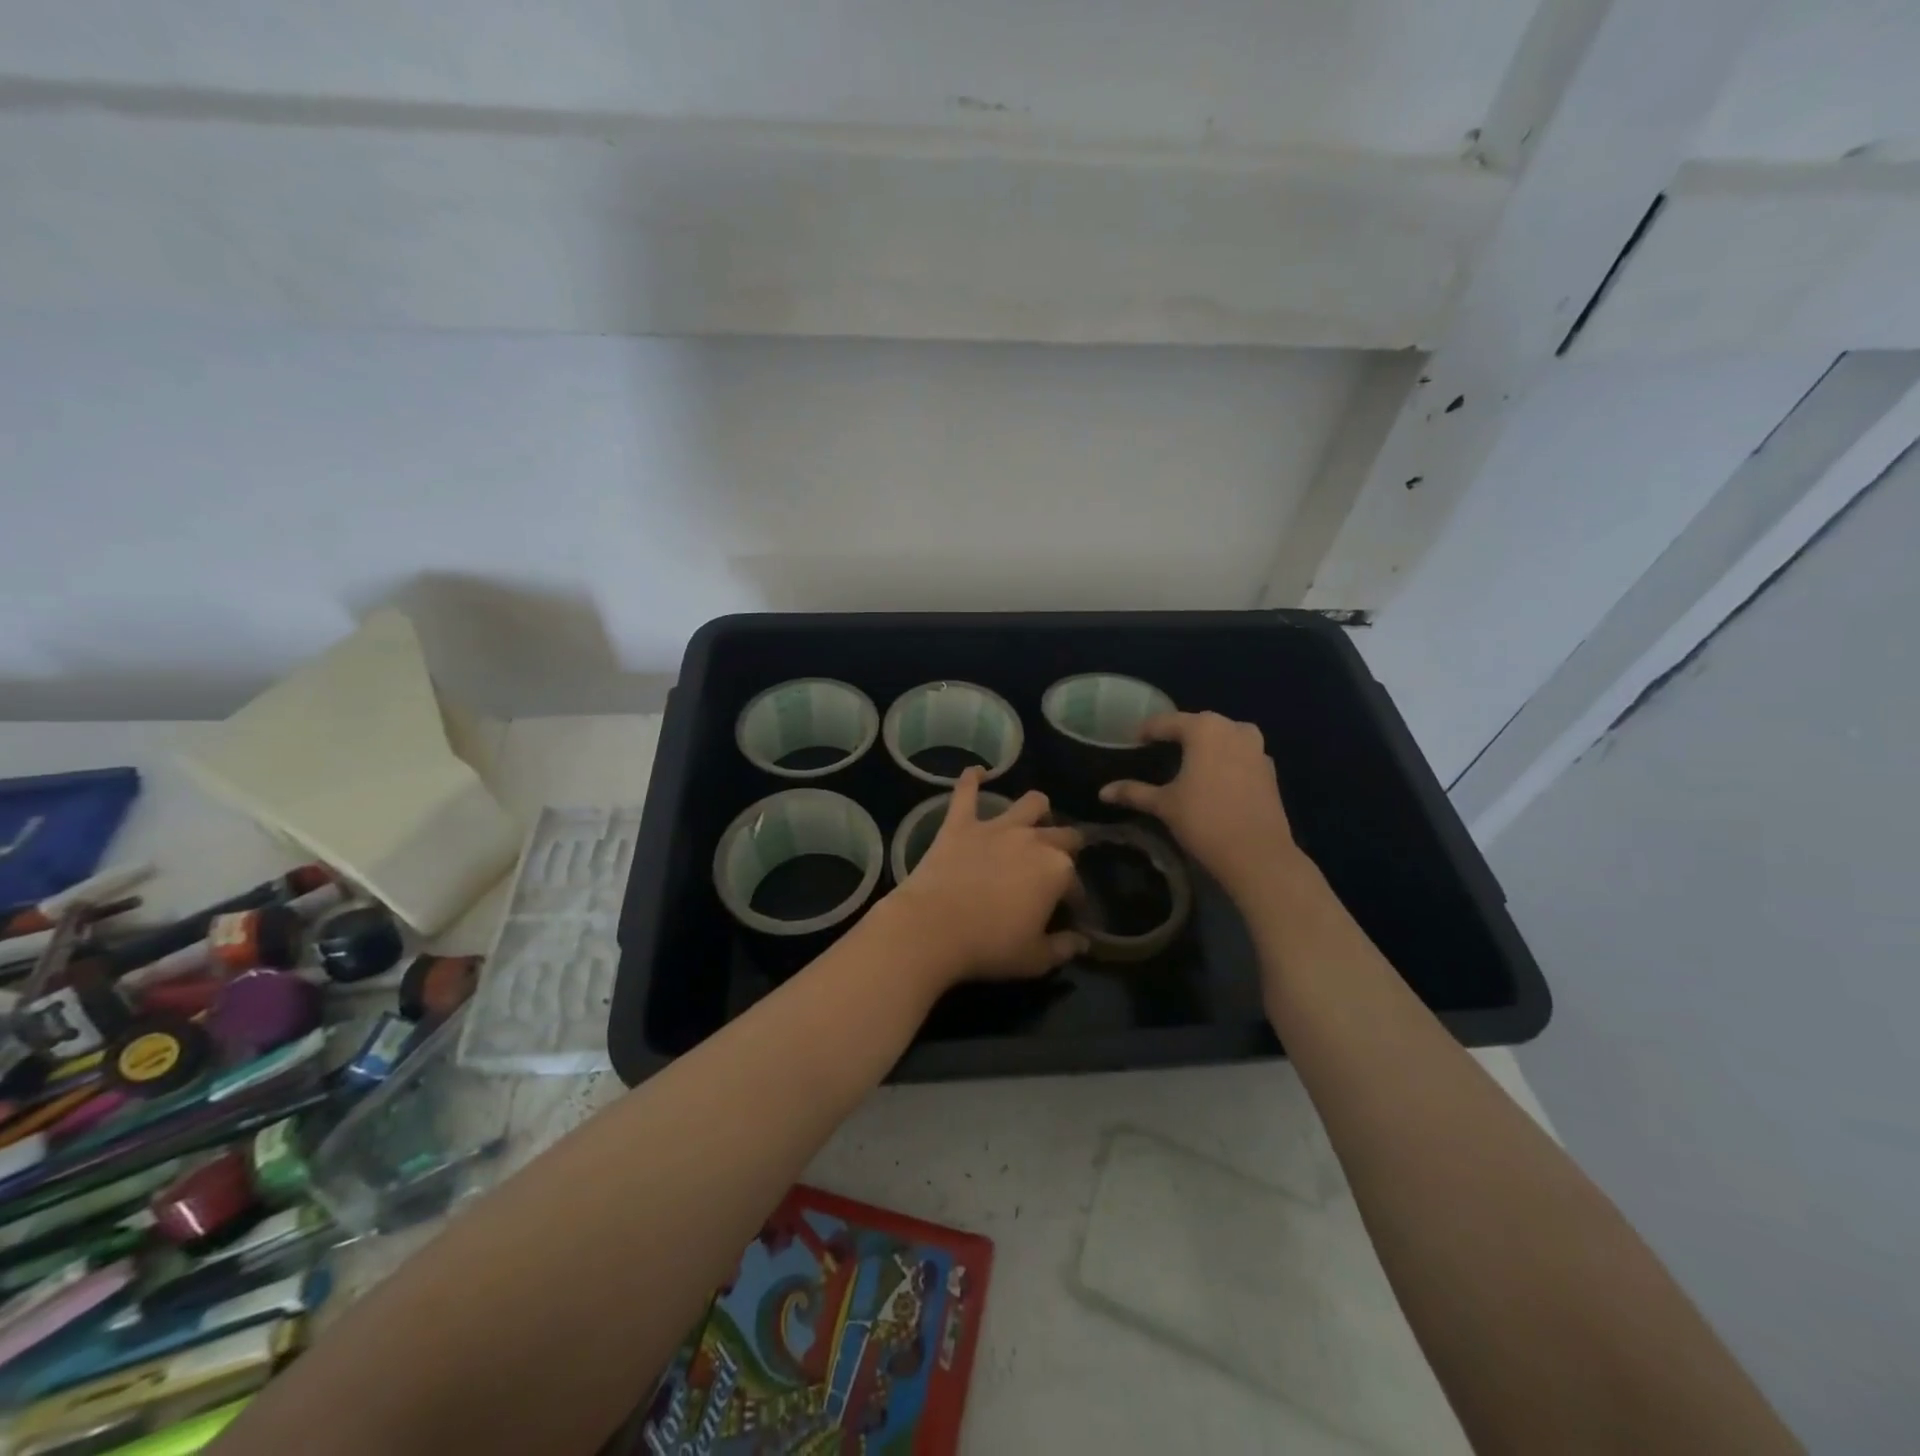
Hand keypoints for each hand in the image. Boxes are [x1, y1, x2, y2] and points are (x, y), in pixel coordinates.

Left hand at [887, 769, 1086, 985]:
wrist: (932, 928)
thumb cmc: (989, 946)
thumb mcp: (1035, 959)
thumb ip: (1063, 948)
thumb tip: (1082, 942)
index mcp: (1057, 870)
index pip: (1076, 883)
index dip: (1074, 899)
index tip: (1068, 914)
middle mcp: (1033, 839)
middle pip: (1063, 834)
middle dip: (1067, 847)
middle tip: (1055, 866)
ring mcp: (996, 827)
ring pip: (1030, 803)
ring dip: (1037, 809)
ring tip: (1034, 818)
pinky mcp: (960, 823)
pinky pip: (966, 792)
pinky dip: (971, 780)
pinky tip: (976, 772)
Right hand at [1100, 711, 1302, 898]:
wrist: (1257, 855)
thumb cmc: (1204, 821)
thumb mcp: (1164, 804)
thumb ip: (1133, 792)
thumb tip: (1102, 792)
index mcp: (1204, 729)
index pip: (1166, 722)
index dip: (1146, 732)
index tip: (1132, 742)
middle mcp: (1233, 728)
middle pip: (1197, 725)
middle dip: (1177, 735)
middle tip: (1157, 751)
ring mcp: (1256, 748)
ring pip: (1223, 737)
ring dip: (1205, 745)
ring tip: (1186, 763)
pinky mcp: (1269, 770)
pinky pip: (1240, 755)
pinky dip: (1224, 760)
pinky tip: (1213, 779)